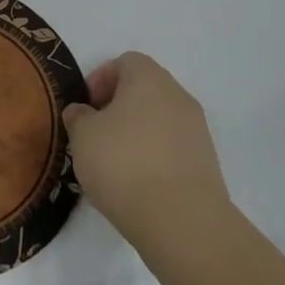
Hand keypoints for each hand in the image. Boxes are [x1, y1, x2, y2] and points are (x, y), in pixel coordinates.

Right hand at [63, 53, 229, 256]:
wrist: (182, 221)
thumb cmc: (124, 164)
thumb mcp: (83, 136)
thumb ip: (78, 117)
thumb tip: (82, 112)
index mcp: (149, 78)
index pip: (124, 62)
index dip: (100, 81)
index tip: (85, 110)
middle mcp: (178, 95)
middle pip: (144, 90)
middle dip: (117, 108)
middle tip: (95, 136)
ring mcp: (197, 130)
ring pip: (159, 120)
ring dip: (136, 134)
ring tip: (114, 166)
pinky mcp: (206, 163)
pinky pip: (172, 148)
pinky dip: (154, 157)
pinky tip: (138, 185)